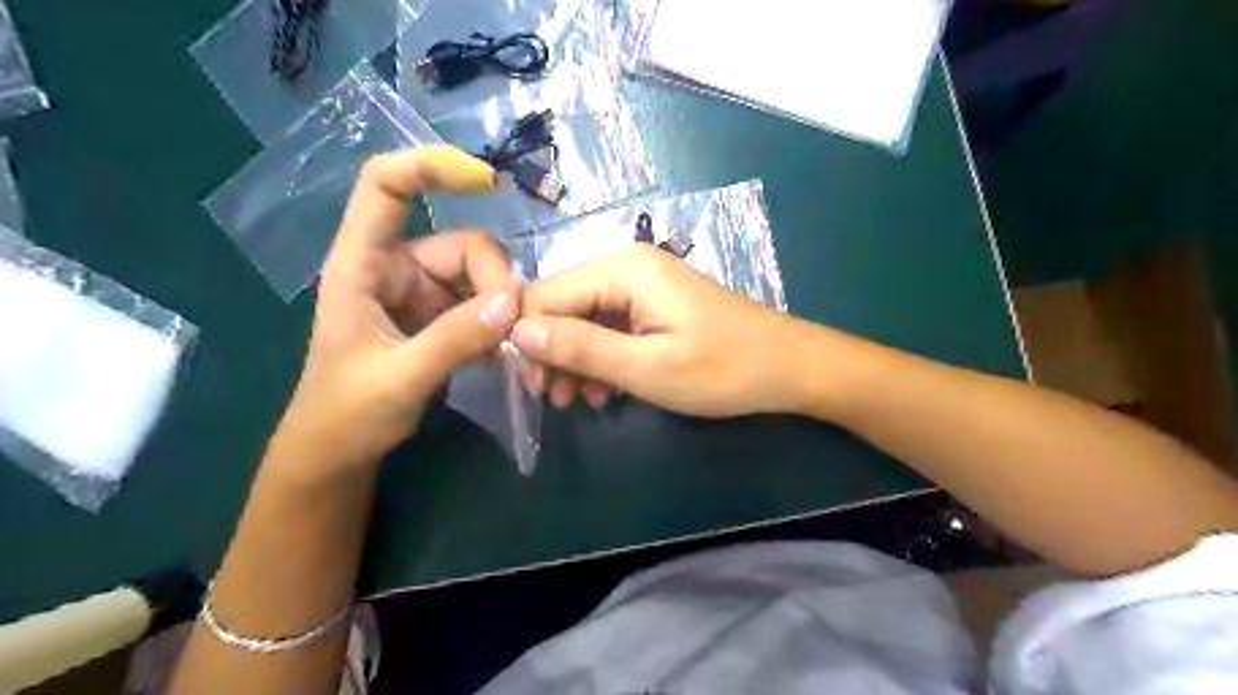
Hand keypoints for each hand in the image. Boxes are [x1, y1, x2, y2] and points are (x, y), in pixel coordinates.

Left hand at [272, 144, 517, 472]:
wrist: (340, 454)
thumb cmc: (346, 414)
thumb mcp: (398, 378)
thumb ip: (453, 340)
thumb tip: (510, 305)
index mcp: (362, 264)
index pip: (385, 186)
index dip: (430, 167)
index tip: (488, 183)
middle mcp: (396, 268)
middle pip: (463, 244)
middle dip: (494, 282)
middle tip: (510, 329)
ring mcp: (423, 294)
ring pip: (481, 277)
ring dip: (503, 309)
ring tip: (511, 351)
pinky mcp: (442, 319)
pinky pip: (485, 306)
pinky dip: (500, 326)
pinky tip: (503, 358)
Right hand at [512, 245, 818, 417]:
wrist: (789, 367)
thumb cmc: (722, 369)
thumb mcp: (646, 367)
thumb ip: (581, 347)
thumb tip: (517, 333)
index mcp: (622, 269)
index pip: (545, 295)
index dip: (528, 340)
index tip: (532, 388)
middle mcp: (626, 266)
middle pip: (562, 305)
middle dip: (552, 353)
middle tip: (554, 400)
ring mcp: (642, 284)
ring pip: (583, 319)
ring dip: (575, 360)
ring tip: (578, 401)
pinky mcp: (653, 304)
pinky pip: (609, 326)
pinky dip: (600, 357)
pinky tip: (604, 390)